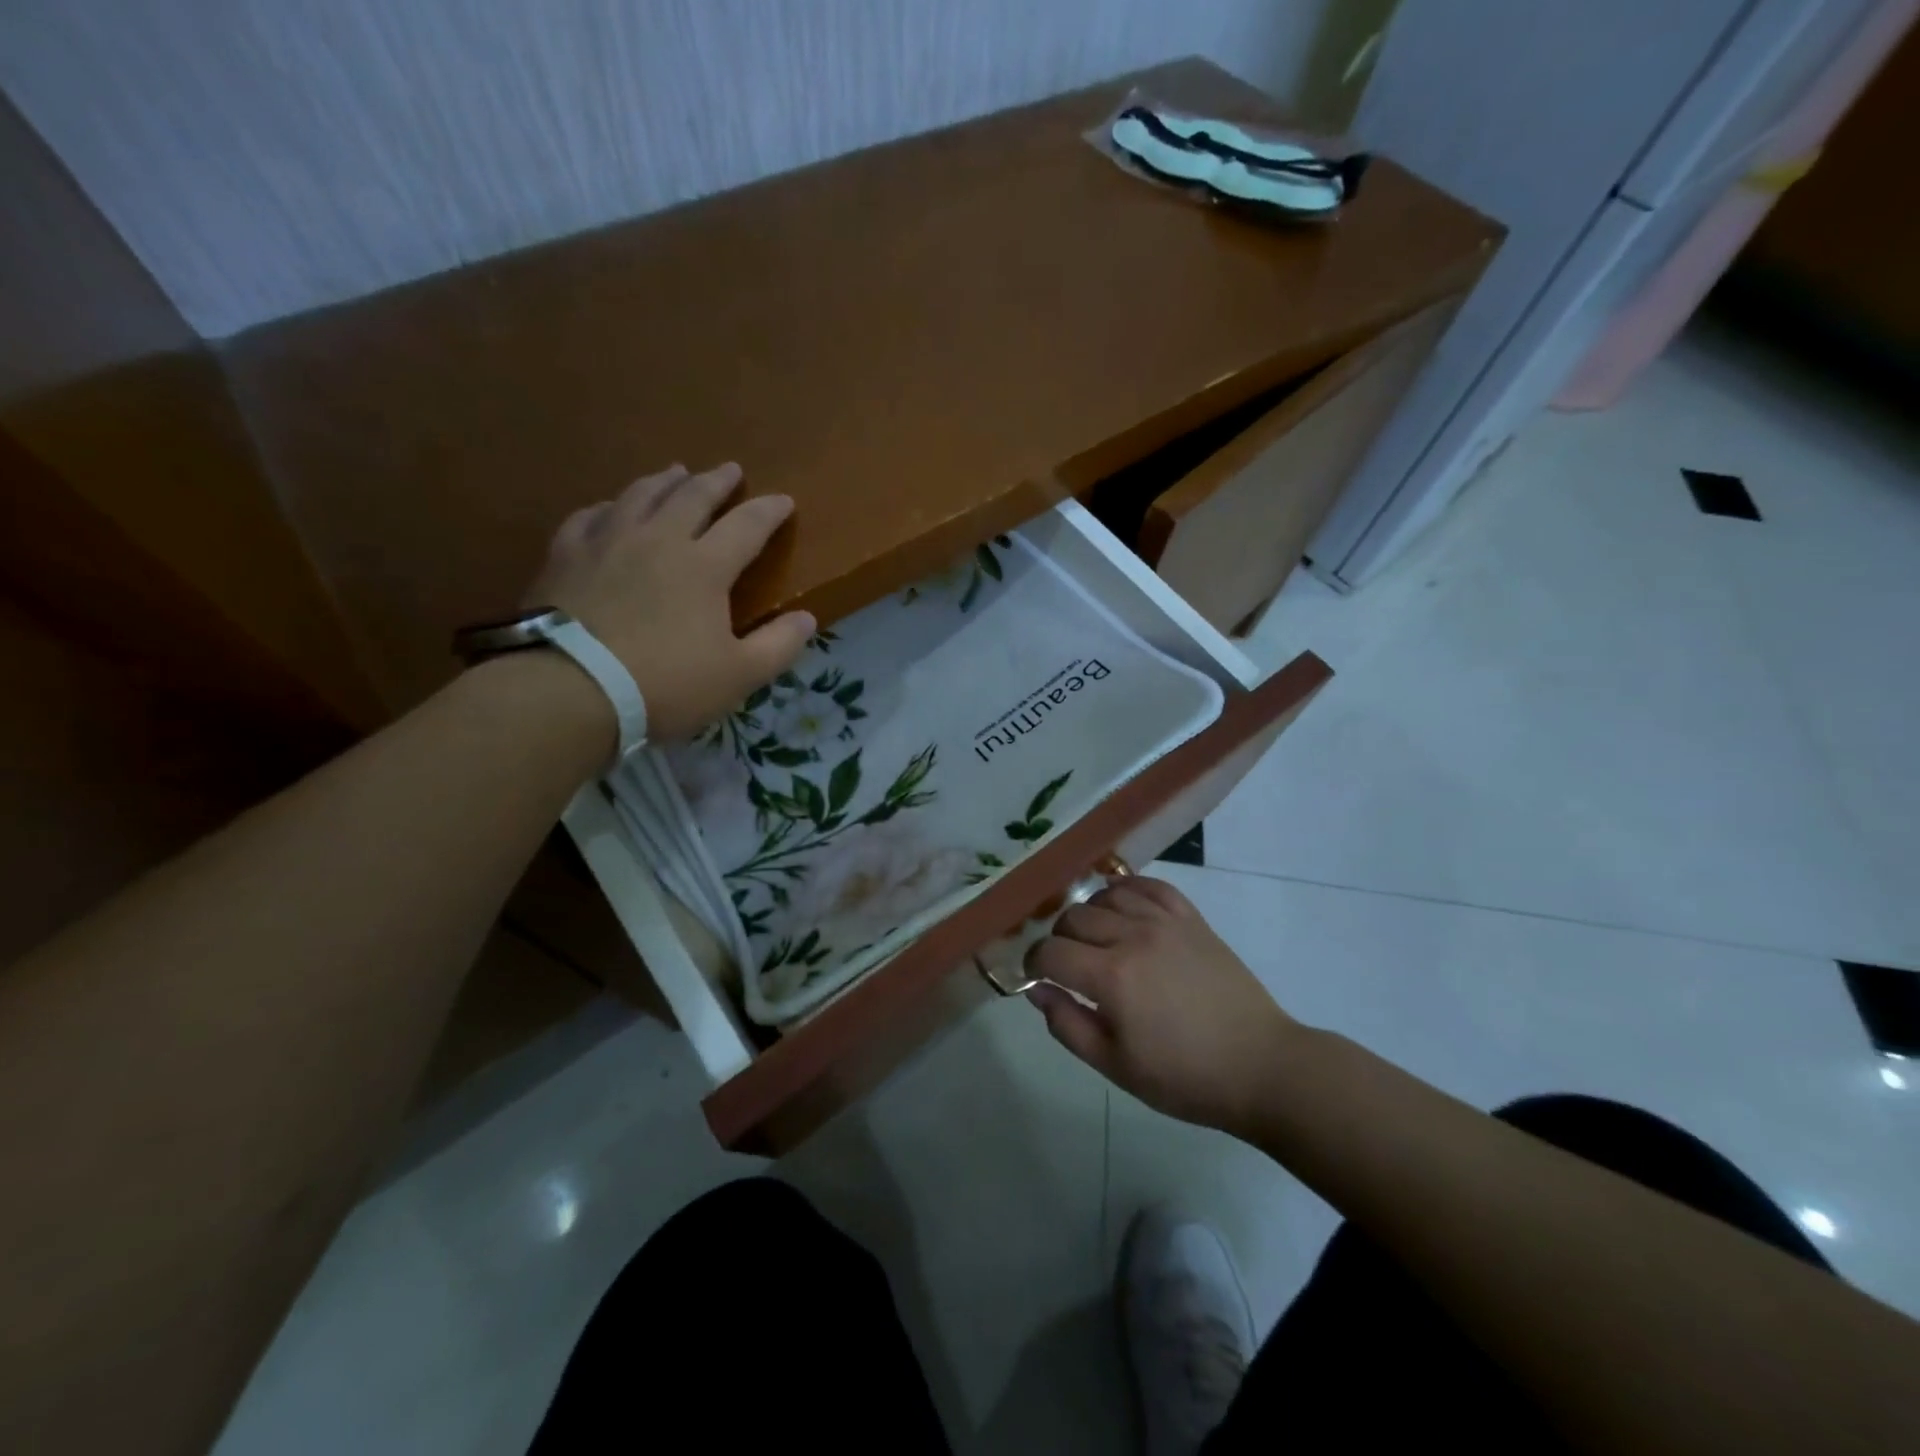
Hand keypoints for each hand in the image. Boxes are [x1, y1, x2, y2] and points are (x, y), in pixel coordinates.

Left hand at [524, 462, 814, 739]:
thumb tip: (808, 618)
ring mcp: (606, 542)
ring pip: (640, 495)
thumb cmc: (665, 685)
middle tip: (730, 469)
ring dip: (664, 481)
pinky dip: (609, 506)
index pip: (746, 525)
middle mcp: (658, 539)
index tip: (784, 501)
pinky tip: (610, 508)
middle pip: (692, 496)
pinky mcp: (565, 556)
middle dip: (716, 481)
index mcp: (704, 566)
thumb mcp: (739, 676)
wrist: (570, 690)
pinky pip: (590, 516)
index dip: (769, 511)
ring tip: (676, 472)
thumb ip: (778, 645)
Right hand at [1024, 876, 1299, 1138]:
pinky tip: (1122, 905)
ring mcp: (1165, 922)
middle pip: (1073, 918)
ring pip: (1106, 896)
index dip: (1033, 962)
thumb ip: (1068, 1025)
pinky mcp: (1191, 918)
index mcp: (1112, 977)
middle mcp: (1134, 937)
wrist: (1260, 1066)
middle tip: (1067, 965)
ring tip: (1095, 939)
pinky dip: (1127, 889)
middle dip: (1058, 940)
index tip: (1035, 976)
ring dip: (1089, 914)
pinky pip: (1150, 886)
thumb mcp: (1116, 1066)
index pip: (1050, 951)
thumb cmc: (1185, 1077)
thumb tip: (1037, 990)